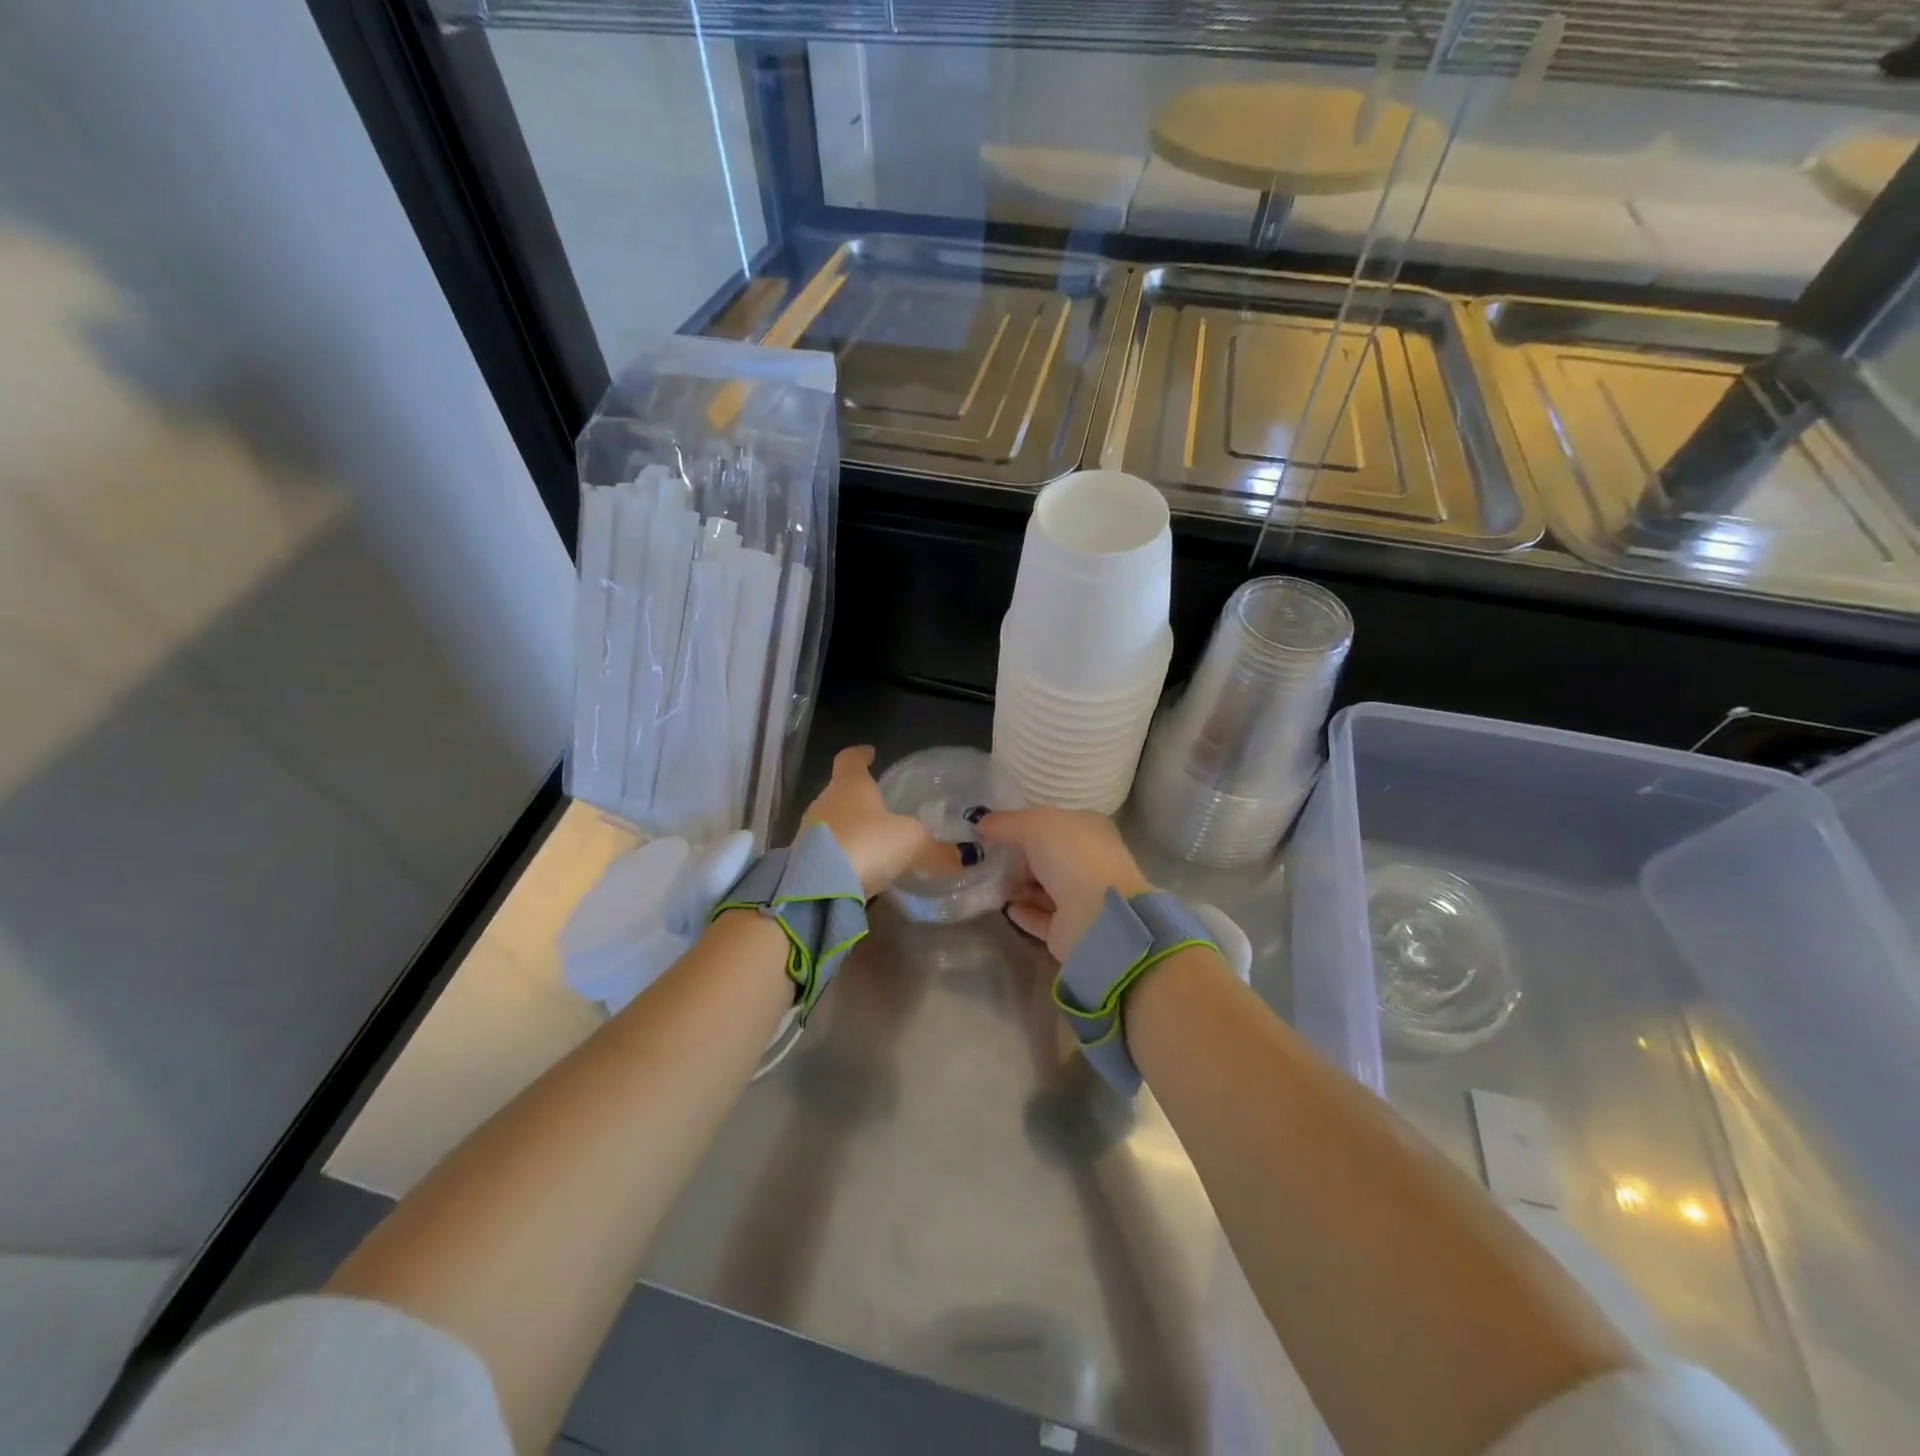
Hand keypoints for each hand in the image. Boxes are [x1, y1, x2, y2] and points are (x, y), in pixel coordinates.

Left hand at [800, 746, 949, 898]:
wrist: (818, 888)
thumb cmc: (867, 843)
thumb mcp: (911, 843)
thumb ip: (936, 848)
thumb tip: (964, 857)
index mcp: (849, 784)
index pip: (850, 759)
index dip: (861, 755)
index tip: (870, 752)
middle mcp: (825, 802)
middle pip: (841, 792)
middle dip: (859, 798)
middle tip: (882, 806)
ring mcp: (809, 832)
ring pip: (833, 823)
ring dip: (851, 830)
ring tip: (875, 842)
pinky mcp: (804, 862)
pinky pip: (828, 852)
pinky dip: (843, 856)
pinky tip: (860, 870)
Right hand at [975, 808, 1151, 961]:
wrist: (1096, 916)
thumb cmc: (1071, 856)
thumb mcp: (1035, 824)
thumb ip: (1006, 823)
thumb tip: (981, 822)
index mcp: (1090, 830)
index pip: (1055, 823)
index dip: (1026, 824)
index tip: (994, 828)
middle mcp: (1088, 862)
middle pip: (1048, 857)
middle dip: (1019, 857)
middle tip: (986, 857)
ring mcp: (1081, 898)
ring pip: (1045, 888)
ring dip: (1019, 885)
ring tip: (989, 882)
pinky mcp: (1070, 929)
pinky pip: (1042, 917)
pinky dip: (1024, 912)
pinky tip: (1005, 907)